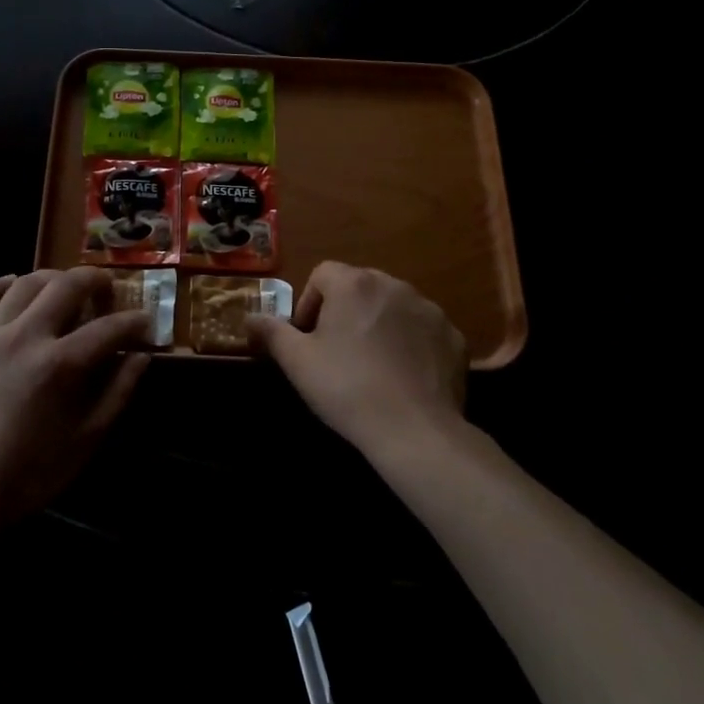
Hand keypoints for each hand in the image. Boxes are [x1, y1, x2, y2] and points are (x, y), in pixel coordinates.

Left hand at [0, 268, 153, 526]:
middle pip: (67, 285)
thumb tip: (140, 357)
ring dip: (53, 277)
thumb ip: (117, 393)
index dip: (134, 322)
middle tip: (107, 290)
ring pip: (25, 283)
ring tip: (66, 287)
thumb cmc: (29, 473)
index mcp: (61, 364)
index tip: (145, 324)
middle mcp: (26, 337)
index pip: (109, 328)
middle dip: (96, 280)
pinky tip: (12, 286)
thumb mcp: (86, 440)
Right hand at [248, 262, 467, 460]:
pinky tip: (404, 375)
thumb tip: (250, 318)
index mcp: (354, 284)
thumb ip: (272, 332)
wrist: (414, 429)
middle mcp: (394, 285)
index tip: (307, 336)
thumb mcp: (297, 361)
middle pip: (360, 286)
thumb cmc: (346, 388)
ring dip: (379, 324)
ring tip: (371, 363)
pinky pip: (423, 330)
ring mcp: (429, 309)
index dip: (309, 302)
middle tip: (336, 350)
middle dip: (345, 311)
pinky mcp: (453, 336)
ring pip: (393, 306)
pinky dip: (411, 343)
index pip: (323, 274)